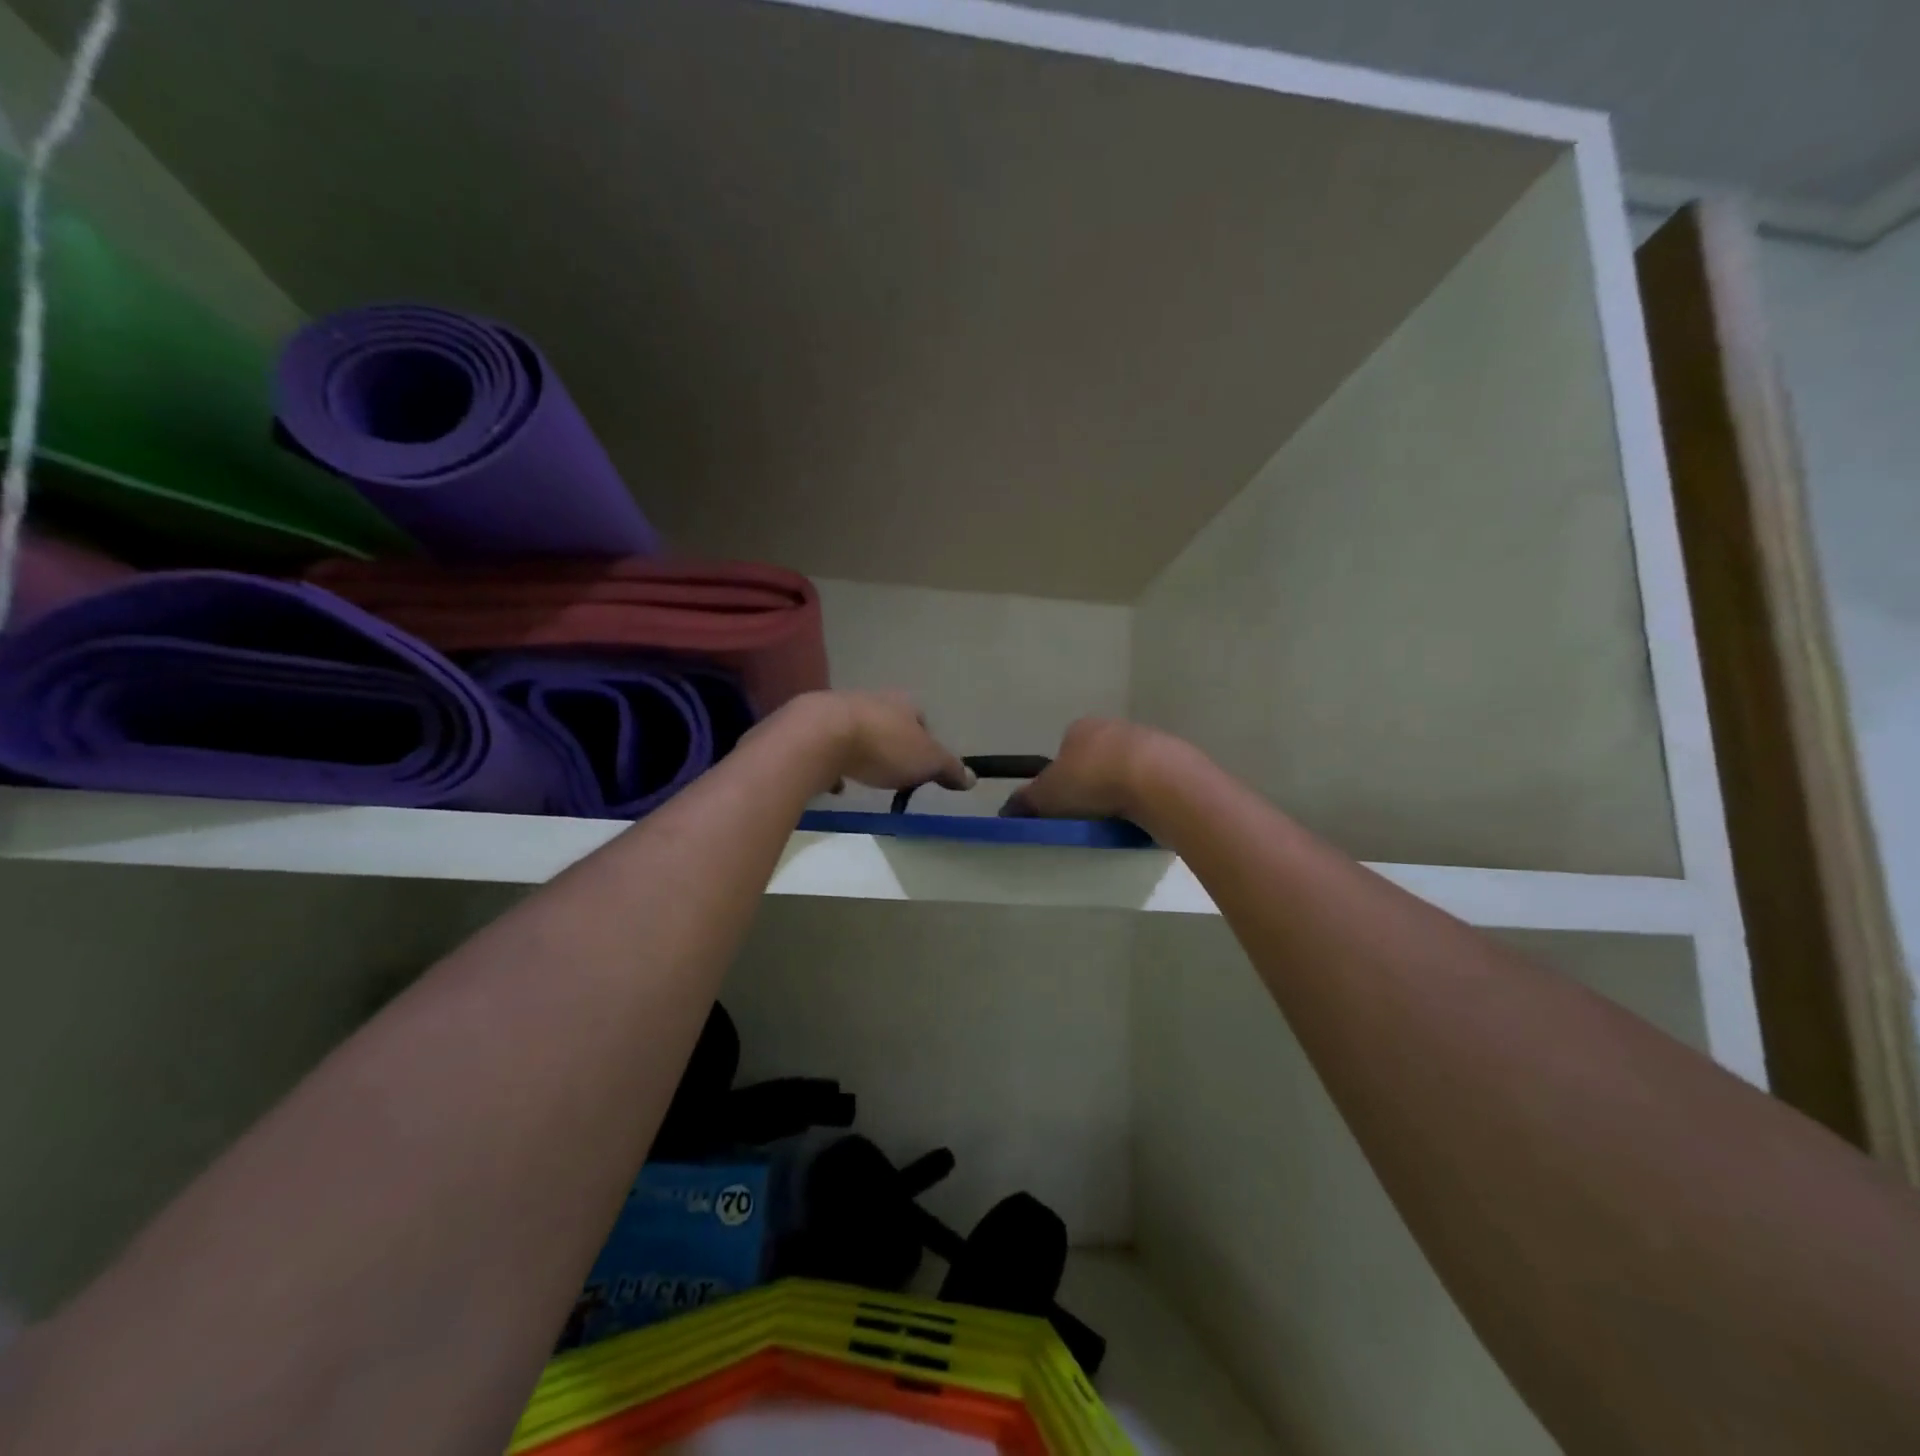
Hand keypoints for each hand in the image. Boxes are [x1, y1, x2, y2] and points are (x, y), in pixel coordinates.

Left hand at [778, 690, 972, 794]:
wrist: (819, 736)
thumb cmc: (883, 745)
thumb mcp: (926, 760)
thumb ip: (949, 768)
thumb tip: (972, 778)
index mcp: (902, 703)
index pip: (920, 718)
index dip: (925, 740)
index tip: (923, 763)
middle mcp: (871, 699)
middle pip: (887, 721)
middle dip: (891, 744)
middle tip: (894, 770)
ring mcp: (837, 710)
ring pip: (856, 731)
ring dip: (861, 750)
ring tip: (864, 775)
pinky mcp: (810, 726)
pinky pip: (826, 746)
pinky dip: (832, 762)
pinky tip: (834, 782)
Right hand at [1001, 718, 1161, 820]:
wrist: (1160, 782)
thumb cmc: (1093, 781)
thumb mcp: (1047, 795)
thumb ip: (1026, 801)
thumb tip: (1007, 809)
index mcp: (1082, 728)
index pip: (1065, 749)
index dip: (1061, 777)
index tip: (1063, 804)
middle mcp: (1115, 726)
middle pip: (1098, 758)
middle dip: (1094, 783)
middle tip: (1089, 815)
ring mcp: (1150, 741)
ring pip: (1128, 770)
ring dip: (1123, 791)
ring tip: (1118, 821)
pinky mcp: (1178, 762)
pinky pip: (1154, 783)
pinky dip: (1147, 799)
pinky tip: (1144, 818)